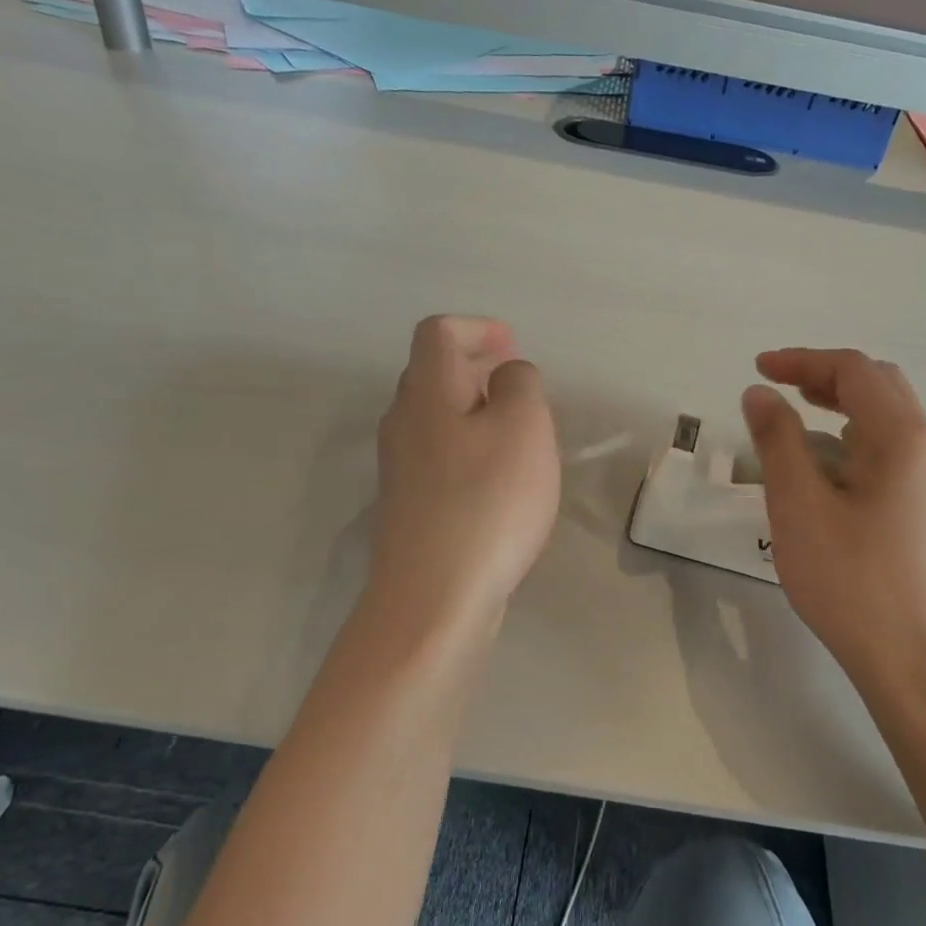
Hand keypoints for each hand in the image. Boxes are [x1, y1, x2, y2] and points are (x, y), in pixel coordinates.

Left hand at [368, 316, 559, 638]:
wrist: (434, 598)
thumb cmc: (486, 501)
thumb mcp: (523, 427)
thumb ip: (519, 384)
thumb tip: (506, 376)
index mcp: (426, 393)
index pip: (437, 333)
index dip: (476, 328)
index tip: (512, 346)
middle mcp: (403, 424)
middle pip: (431, 374)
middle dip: (475, 367)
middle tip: (517, 383)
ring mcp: (401, 469)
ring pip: (436, 418)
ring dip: (474, 410)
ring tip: (517, 430)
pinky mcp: (410, 508)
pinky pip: (440, 456)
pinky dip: (469, 448)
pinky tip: (498, 479)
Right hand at [741, 348, 925, 689]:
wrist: (915, 659)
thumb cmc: (851, 579)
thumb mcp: (798, 505)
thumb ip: (777, 440)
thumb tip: (760, 393)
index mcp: (901, 437)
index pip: (853, 370)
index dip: (801, 360)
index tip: (757, 370)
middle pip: (878, 386)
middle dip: (825, 377)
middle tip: (779, 388)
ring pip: (887, 420)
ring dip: (841, 407)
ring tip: (794, 424)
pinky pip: (890, 453)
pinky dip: (853, 440)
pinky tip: (825, 471)